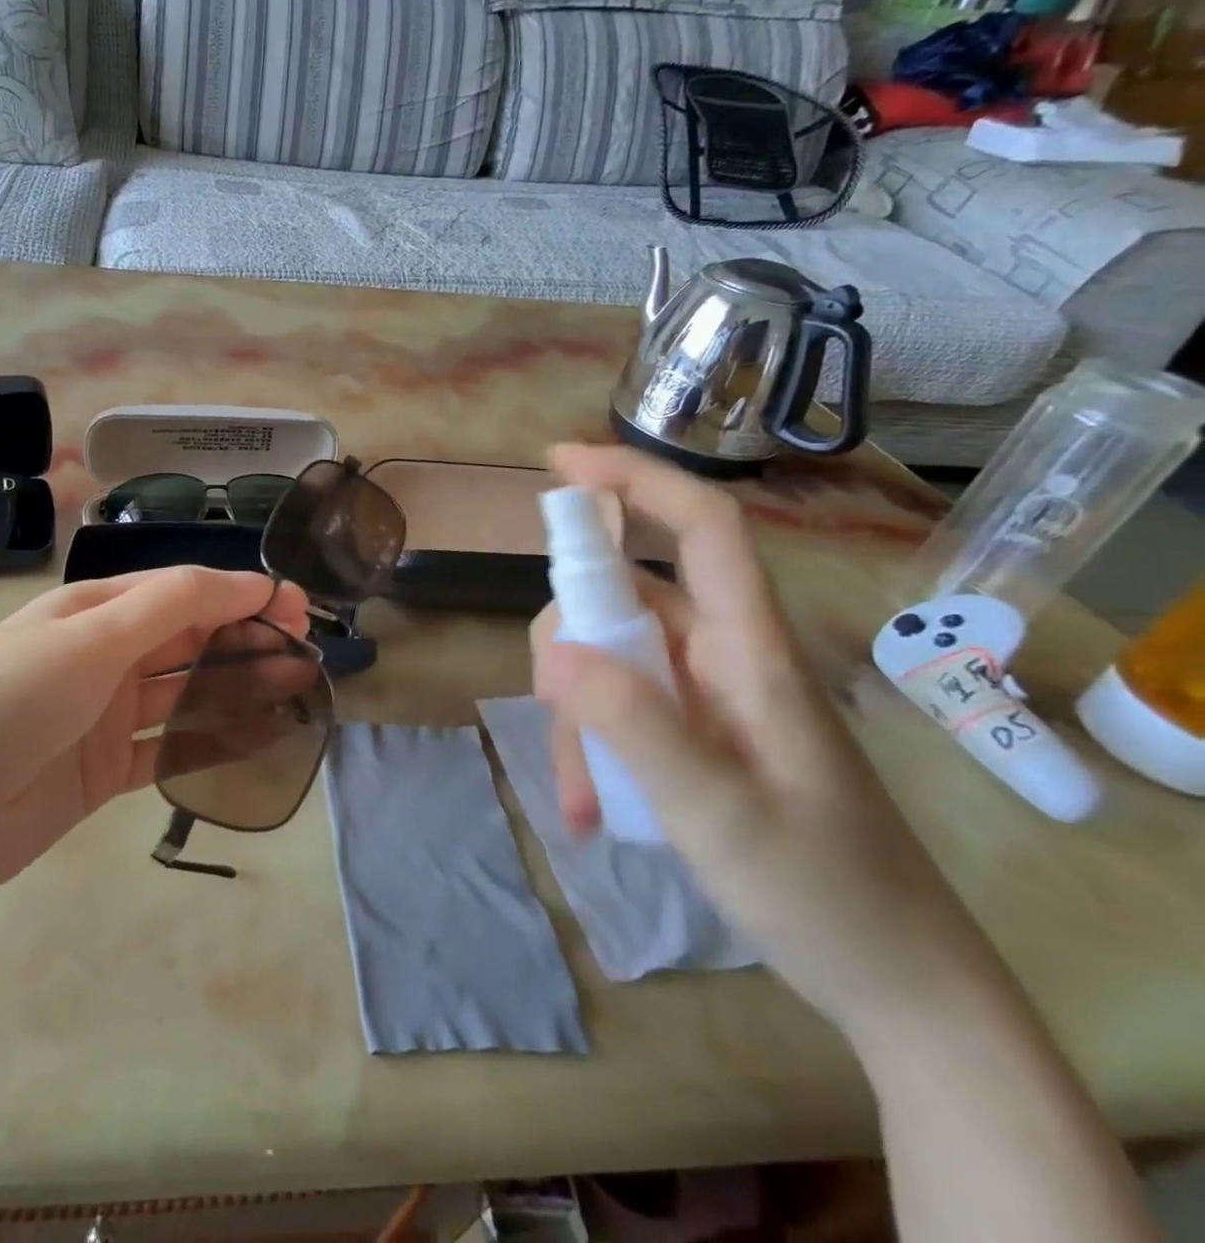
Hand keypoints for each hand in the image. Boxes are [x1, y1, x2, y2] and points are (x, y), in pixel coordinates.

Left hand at [0, 567, 309, 897]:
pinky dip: (214, 740)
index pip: (178, 590)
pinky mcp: (106, 771)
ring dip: (240, 685)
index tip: (293, 604)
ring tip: (298, 683)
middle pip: (188, 637)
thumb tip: (248, 580)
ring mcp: (105, 716)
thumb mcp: (88, 639)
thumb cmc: (7, 701)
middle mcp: (102, 657)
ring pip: (187, 691)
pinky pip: (171, 747)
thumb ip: (170, 607)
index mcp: (92, 611)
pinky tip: (260, 737)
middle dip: (246, 635)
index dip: (236, 592)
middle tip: (306, 644)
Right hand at [530, 444, 1007, 1042]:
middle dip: (570, 645)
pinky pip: (615, 709)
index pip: (700, 529)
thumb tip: (558, 650)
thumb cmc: (824, 893)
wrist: (894, 982)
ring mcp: (703, 694)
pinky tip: (592, 812)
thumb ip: (636, 726)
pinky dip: (590, 750)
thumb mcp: (719, 814)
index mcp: (751, 651)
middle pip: (622, 599)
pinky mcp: (689, 730)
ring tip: (583, 801)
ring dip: (574, 719)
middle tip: (553, 710)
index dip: (634, 481)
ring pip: (606, 660)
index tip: (558, 465)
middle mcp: (723, 655)